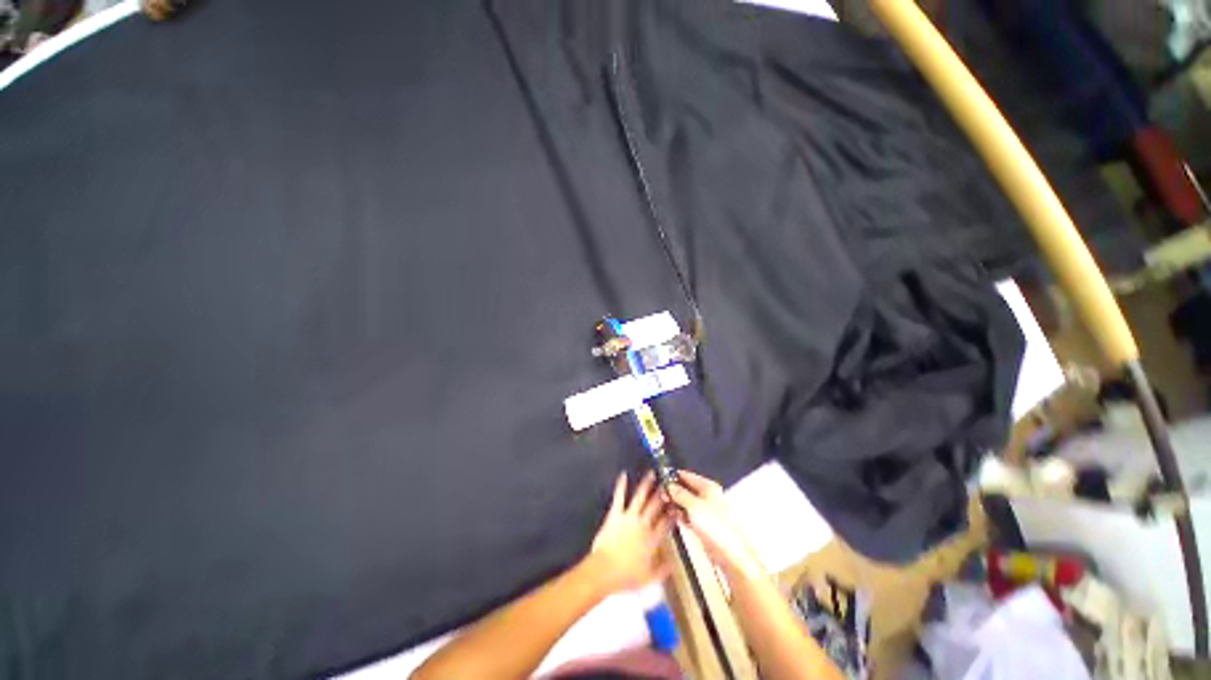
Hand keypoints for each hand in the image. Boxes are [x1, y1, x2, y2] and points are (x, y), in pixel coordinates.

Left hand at [587, 472, 670, 592]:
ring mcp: (629, 517)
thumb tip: (673, 562)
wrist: (605, 570)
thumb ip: (663, 569)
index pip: (666, 523)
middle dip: (663, 494)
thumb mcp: (649, 578)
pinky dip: (621, 486)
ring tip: (652, 473)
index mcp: (652, 540)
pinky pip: (619, 497)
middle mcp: (643, 524)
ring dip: (646, 484)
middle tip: (668, 482)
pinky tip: (623, 474)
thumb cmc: (627, 577)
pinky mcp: (615, 514)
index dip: (673, 513)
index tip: (678, 504)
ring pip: (640, 497)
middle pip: (655, 506)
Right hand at [667, 470, 762, 578]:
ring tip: (663, 504)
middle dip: (673, 490)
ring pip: (686, 502)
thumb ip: (679, 493)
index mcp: (708, 487)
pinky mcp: (703, 524)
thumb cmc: (715, 526)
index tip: (660, 478)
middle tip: (660, 494)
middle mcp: (707, 496)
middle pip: (686, 488)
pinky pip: (688, 514)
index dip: (673, 476)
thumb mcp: (694, 506)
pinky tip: (672, 515)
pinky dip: (680, 514)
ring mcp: (705, 511)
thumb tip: (669, 484)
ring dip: (675, 503)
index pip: (687, 475)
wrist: (730, 554)